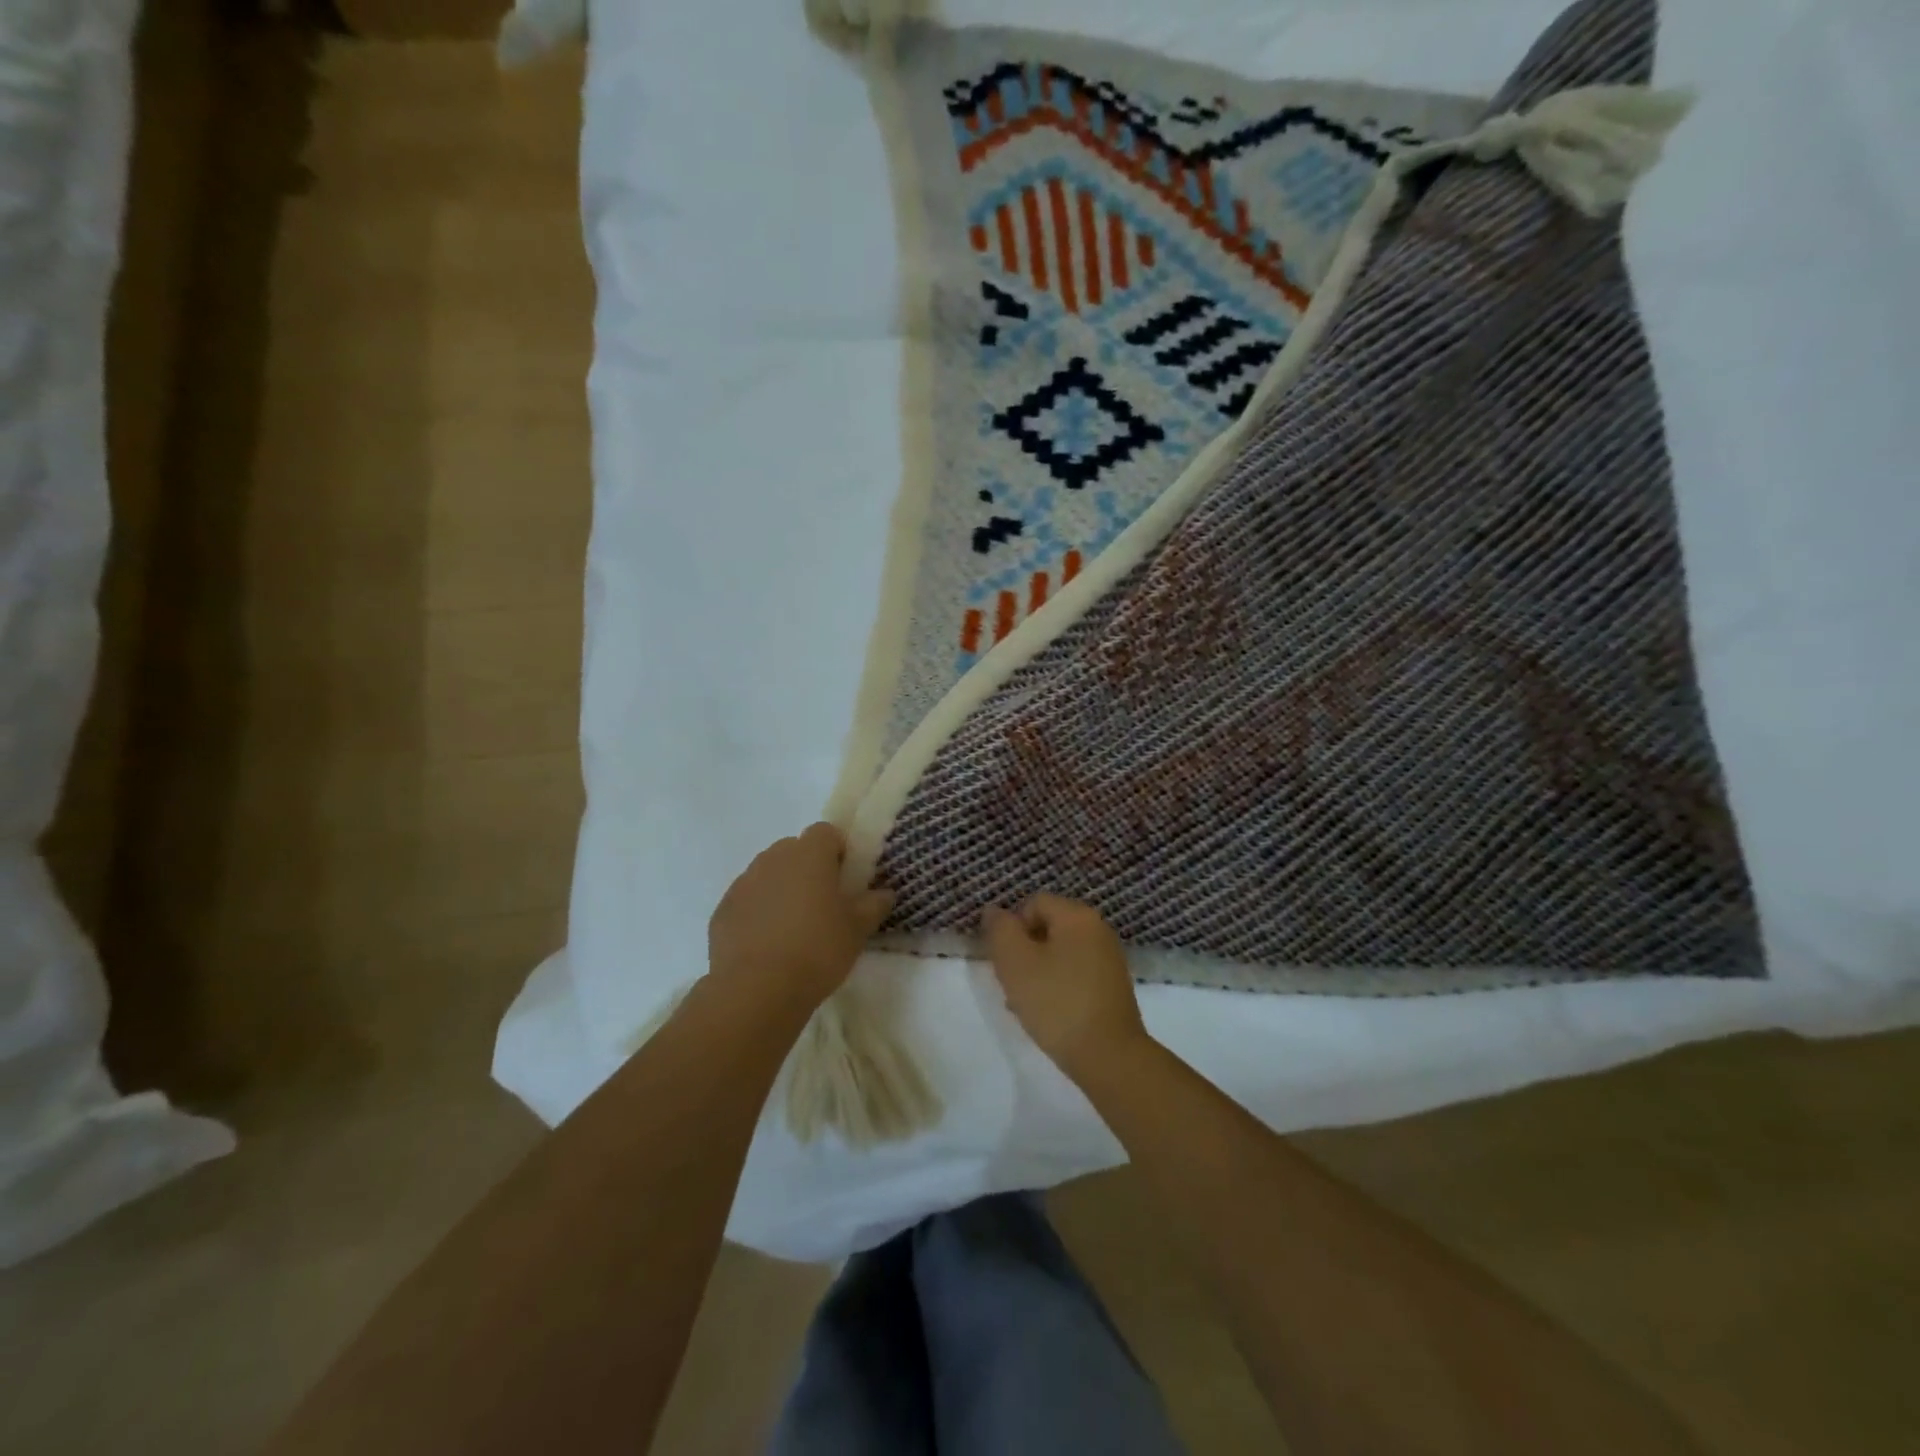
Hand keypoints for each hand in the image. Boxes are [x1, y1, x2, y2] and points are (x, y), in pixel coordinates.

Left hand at [709, 824, 893, 1013]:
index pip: (826, 832)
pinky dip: (758, 911)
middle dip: (809, 868)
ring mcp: (743, 882)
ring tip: (794, 926)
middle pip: (795, 850)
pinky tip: (768, 943)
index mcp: (809, 854)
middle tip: (823, 903)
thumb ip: (874, 905)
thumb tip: (884, 893)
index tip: (846, 879)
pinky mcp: (723, 909)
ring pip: (769, 873)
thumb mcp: (858, 930)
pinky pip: (748, 899)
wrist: (756, 990)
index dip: (838, 851)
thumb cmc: (817, 950)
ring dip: (782, 888)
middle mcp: (773, 858)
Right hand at [982, 895, 1148, 1082]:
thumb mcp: (1015, 962)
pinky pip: (1076, 974)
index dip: (1012, 928)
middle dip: (1024, 951)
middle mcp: (1098, 929)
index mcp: (1078, 916)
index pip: (1033, 903)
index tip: (1005, 960)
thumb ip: (1000, 930)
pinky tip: (1049, 1014)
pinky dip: (1058, 986)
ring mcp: (1110, 959)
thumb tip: (994, 911)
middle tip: (1012, 982)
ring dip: (1038, 971)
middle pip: (1048, 927)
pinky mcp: (1113, 987)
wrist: (1109, 1056)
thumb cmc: (1056, 1002)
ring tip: (1026, 1004)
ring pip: (1060, 953)